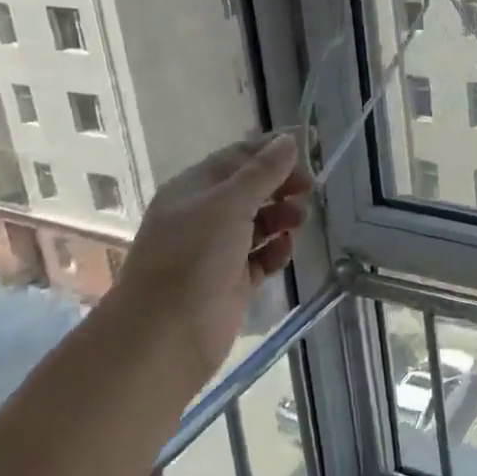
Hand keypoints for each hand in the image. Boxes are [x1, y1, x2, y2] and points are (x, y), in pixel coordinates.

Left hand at [112, 133, 312, 373]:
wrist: (166, 335)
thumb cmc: (193, 257)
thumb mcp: (229, 204)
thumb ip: (263, 172)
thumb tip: (289, 140)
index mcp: (194, 188)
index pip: (239, 156)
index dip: (273, 149)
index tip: (310, 145)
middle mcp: (205, 215)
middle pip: (252, 188)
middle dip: (281, 184)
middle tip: (309, 188)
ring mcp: (218, 250)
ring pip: (259, 222)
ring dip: (282, 215)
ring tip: (298, 220)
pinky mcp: (233, 280)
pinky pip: (262, 256)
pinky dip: (276, 250)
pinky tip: (284, 250)